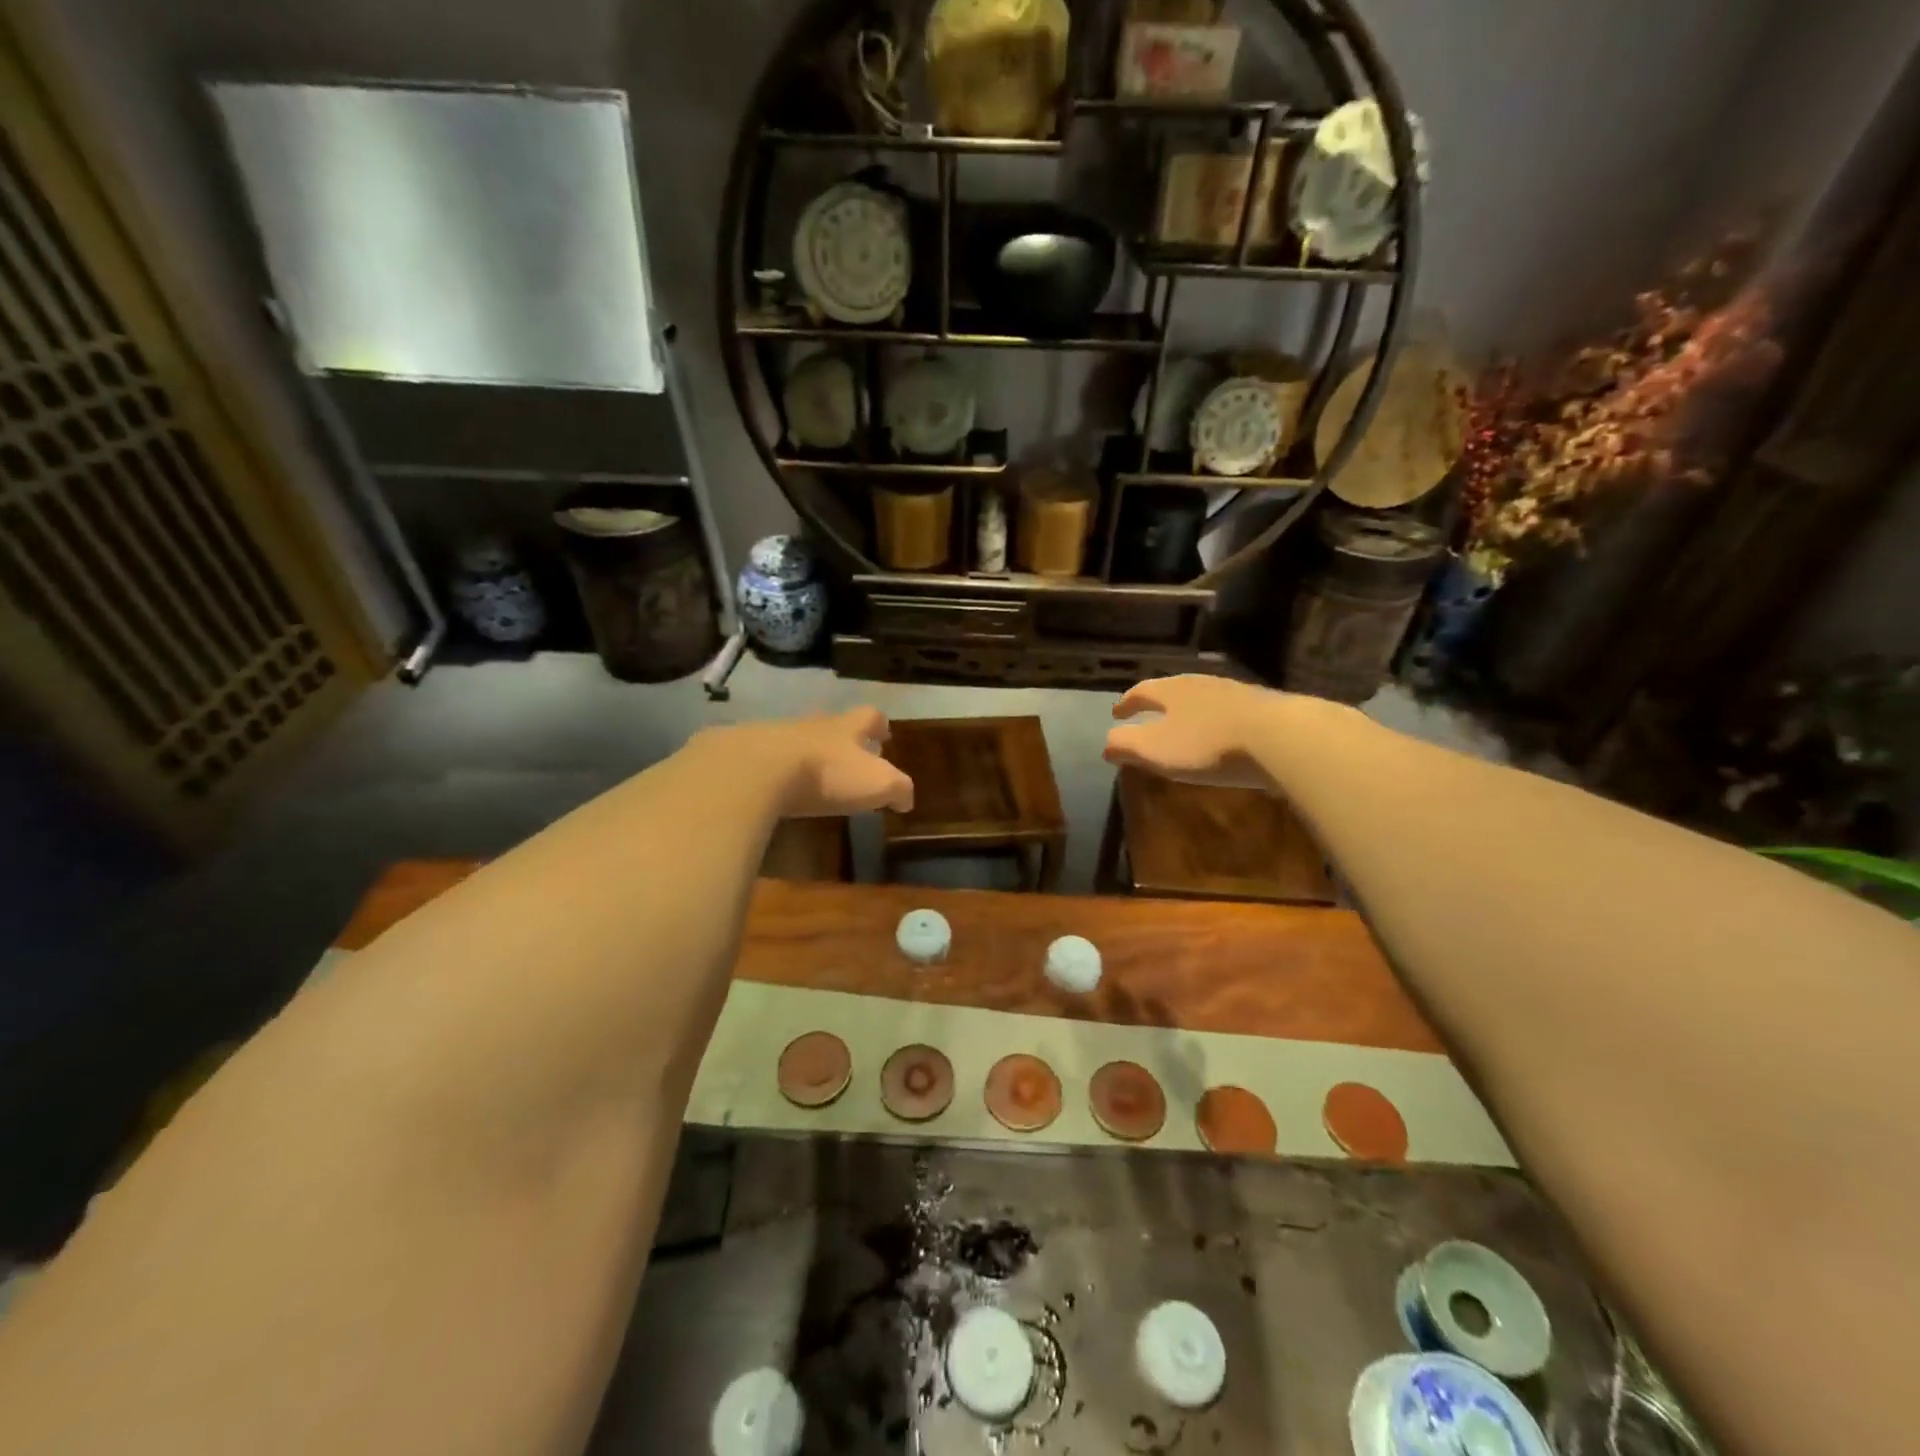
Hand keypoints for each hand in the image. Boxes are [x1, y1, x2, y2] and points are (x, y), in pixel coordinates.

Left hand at [695, 708, 912, 816]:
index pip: (869, 716)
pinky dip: (774, 769)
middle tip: (849, 753)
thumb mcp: (876, 783)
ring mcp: (775, 735)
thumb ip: (897, 789)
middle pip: (830, 724)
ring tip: (810, 773)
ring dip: (806, 753)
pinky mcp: (744, 753)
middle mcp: (812, 725)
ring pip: (797, 738)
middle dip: (841, 737)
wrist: (757, 769)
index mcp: (845, 728)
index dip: (879, 724)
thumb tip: (907, 799)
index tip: (885, 733)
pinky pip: (765, 758)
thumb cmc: (826, 774)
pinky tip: (774, 786)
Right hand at [1104, 676, 1287, 789]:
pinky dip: (1216, 721)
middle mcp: (1200, 683)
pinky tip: (1222, 736)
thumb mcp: (1155, 750)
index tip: (1117, 713)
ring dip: (1189, 711)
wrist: (1279, 737)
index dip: (1126, 703)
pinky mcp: (1263, 707)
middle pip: (1172, 690)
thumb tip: (1105, 744)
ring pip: (1202, 698)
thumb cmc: (1206, 744)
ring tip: (1185, 726)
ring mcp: (1235, 692)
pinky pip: (1228, 711)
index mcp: (1170, 691)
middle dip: (1158, 704)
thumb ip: (1126, 745)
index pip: (1141, 691)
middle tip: (1148, 716)